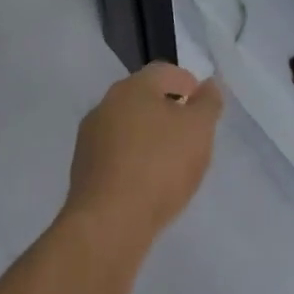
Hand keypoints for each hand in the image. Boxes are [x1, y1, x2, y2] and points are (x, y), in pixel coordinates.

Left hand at [63, 62, 222, 243]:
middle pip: (143, 98)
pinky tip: (149, 181)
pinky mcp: (84, 169)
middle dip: (168, 110)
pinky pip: (116, 154)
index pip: (164, 72)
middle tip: (191, 132)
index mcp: (133, 88)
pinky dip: (135, 159)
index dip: (187, 82)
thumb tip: (208, 85)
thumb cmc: (161, 166)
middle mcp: (105, 105)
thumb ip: (208, 103)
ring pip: (128, 127)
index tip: (202, 104)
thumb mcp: (199, 130)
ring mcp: (89, 138)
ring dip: (150, 136)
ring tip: (172, 160)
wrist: (110, 221)